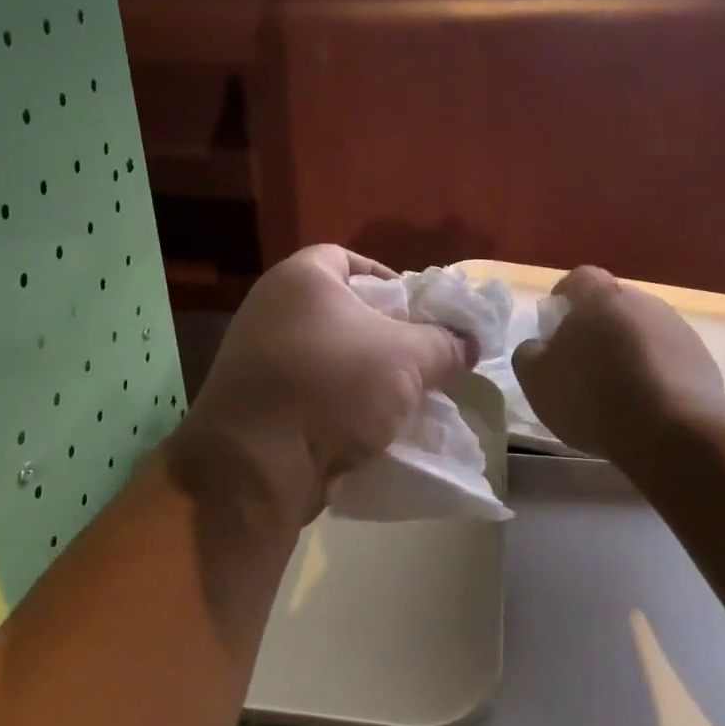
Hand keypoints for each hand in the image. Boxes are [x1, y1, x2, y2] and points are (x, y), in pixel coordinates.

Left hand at [175, 246, 474, 524]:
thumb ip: (445, 344)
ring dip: (366, 377)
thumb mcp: (407, 359)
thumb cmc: (332, 388)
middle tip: (421, 360)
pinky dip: (339, 404)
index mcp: (301, 279)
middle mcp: (271, 309)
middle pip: (342, 312)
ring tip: (403, 399)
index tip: (420, 314)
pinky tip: (370, 427)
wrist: (256, 466)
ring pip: (328, 358)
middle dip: (386, 337)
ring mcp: (257, 358)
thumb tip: (468, 344)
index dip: (390, 281)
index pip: (350, 260)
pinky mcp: (256, 403)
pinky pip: (310, 392)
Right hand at [511, 267, 724, 460]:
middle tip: (579, 363)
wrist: (673, 432)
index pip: (578, 279)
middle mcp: (643, 302)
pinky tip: (642, 405)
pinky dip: (651, 373)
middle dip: (595, 328)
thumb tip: (538, 345)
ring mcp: (678, 329)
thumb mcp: (536, 380)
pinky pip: (666, 358)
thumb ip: (529, 353)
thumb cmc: (592, 397)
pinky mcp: (702, 359)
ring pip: (640, 332)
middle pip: (612, 306)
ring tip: (613, 390)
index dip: (563, 298)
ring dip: (625, 351)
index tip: (553, 327)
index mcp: (600, 298)